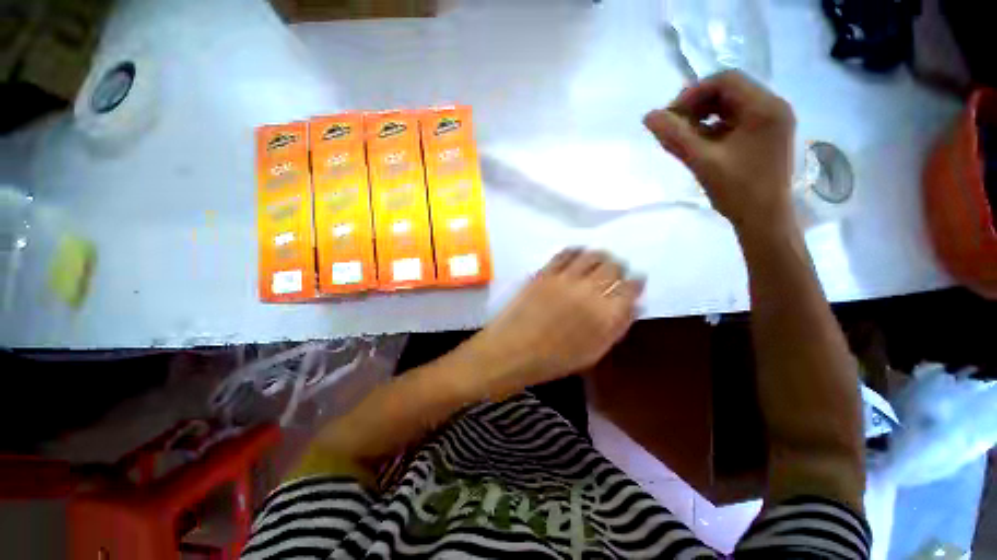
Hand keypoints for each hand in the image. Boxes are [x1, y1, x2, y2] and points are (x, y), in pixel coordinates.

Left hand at [464, 249, 643, 398]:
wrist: (512, 350)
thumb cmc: (554, 360)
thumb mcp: (593, 353)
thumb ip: (617, 327)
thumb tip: (635, 304)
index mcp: (606, 315)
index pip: (631, 288)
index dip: (636, 282)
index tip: (635, 281)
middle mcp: (590, 291)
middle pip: (613, 267)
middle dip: (619, 267)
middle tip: (616, 271)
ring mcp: (565, 279)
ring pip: (592, 255)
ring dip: (600, 256)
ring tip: (598, 261)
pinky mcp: (545, 272)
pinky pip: (566, 253)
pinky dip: (576, 251)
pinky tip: (577, 255)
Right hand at [643, 70, 795, 232]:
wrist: (764, 219)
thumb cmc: (737, 190)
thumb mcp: (702, 161)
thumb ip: (675, 136)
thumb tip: (649, 116)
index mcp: (764, 107)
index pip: (725, 80)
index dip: (693, 93)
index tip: (671, 116)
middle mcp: (773, 107)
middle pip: (730, 91)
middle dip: (697, 105)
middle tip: (674, 126)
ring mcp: (772, 122)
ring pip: (732, 106)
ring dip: (704, 117)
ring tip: (684, 137)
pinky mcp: (767, 136)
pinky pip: (737, 121)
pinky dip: (715, 128)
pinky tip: (700, 145)